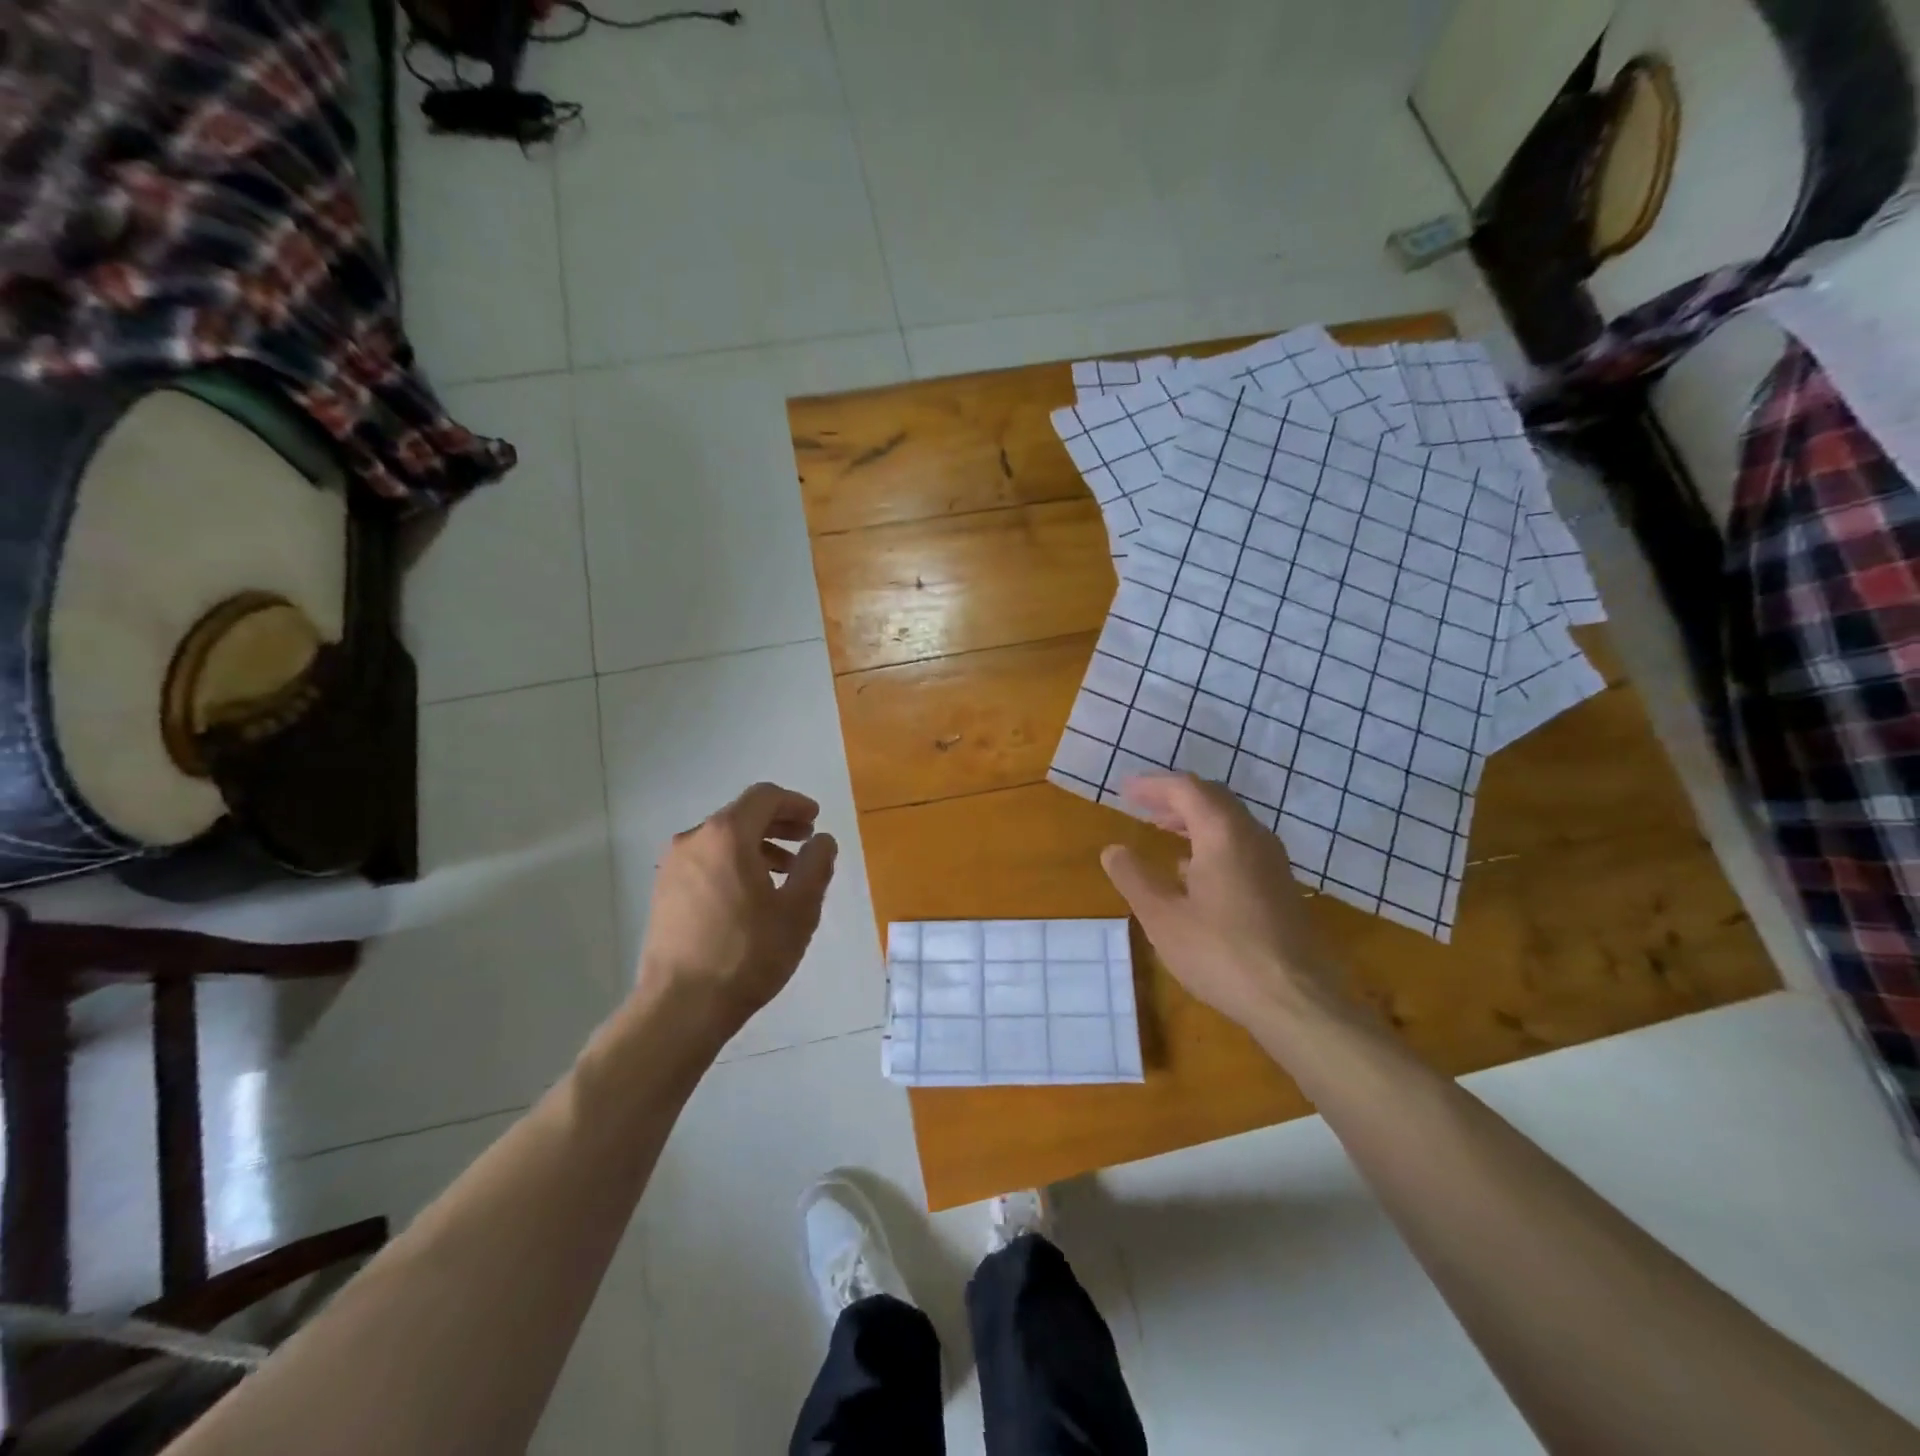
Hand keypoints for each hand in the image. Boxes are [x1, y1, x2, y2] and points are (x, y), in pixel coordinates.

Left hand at [636, 782, 837, 1039]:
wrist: (680, 1006)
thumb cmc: (747, 953)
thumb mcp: (798, 910)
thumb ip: (816, 866)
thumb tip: (822, 840)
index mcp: (726, 835)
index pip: (764, 797)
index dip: (794, 803)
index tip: (815, 820)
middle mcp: (694, 840)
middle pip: (741, 815)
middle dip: (778, 824)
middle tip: (806, 841)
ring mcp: (673, 867)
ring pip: (722, 840)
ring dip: (757, 846)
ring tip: (784, 873)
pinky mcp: (664, 892)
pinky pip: (706, 861)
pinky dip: (733, 863)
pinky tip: (751, 895)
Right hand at [1100, 774, 1344, 1034]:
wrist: (1296, 1000)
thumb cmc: (1221, 953)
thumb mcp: (1162, 917)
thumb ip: (1134, 878)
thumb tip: (1113, 850)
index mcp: (1223, 833)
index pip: (1186, 789)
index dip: (1152, 785)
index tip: (1125, 790)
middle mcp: (1253, 836)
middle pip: (1212, 799)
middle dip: (1175, 798)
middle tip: (1143, 806)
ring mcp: (1273, 862)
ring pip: (1230, 823)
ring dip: (1194, 820)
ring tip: (1163, 831)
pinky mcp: (1281, 886)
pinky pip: (1241, 845)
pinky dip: (1212, 842)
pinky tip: (1194, 872)